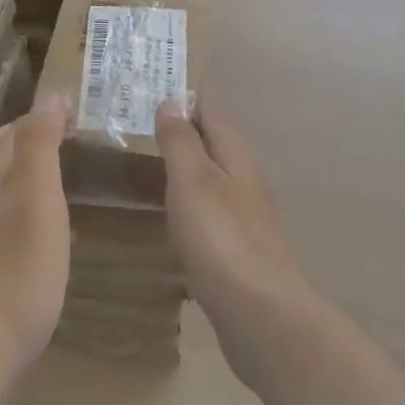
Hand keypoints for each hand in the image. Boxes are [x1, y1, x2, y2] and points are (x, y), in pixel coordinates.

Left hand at [0, 94, 71, 404]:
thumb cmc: (15, 270)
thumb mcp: (36, 197)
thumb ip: (40, 143)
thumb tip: (51, 93)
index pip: (13, 129)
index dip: (42, 114)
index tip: (76, 106)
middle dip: (27, 134)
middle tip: (66, 132)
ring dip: (23, 167)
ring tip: (57, 170)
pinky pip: (1, 215)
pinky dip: (22, 202)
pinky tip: (41, 224)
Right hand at [157, 101, 316, 393]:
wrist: (262, 317)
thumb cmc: (222, 238)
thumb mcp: (193, 181)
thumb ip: (181, 141)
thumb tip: (172, 100)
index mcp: (236, 158)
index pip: (211, 114)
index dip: (186, 100)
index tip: (155, 87)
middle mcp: (245, 183)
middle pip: (215, 146)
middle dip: (185, 133)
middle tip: (142, 125)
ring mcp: (246, 221)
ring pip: (214, 182)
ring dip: (188, 171)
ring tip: (152, 166)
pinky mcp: (239, 256)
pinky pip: (211, 217)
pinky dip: (191, 207)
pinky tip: (175, 220)